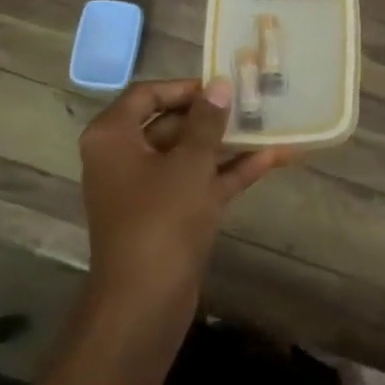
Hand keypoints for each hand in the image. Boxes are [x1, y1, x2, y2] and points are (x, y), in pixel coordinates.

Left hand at [77, 78, 290, 315]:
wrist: (146, 299)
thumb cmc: (161, 218)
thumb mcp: (189, 162)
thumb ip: (207, 121)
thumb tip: (219, 85)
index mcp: (113, 137)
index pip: (147, 94)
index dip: (184, 87)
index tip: (222, 85)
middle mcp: (124, 158)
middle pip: (170, 122)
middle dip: (212, 114)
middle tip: (253, 101)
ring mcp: (147, 189)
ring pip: (189, 154)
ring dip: (226, 143)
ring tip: (269, 124)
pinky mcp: (169, 215)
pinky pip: (199, 182)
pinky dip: (229, 172)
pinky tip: (272, 158)